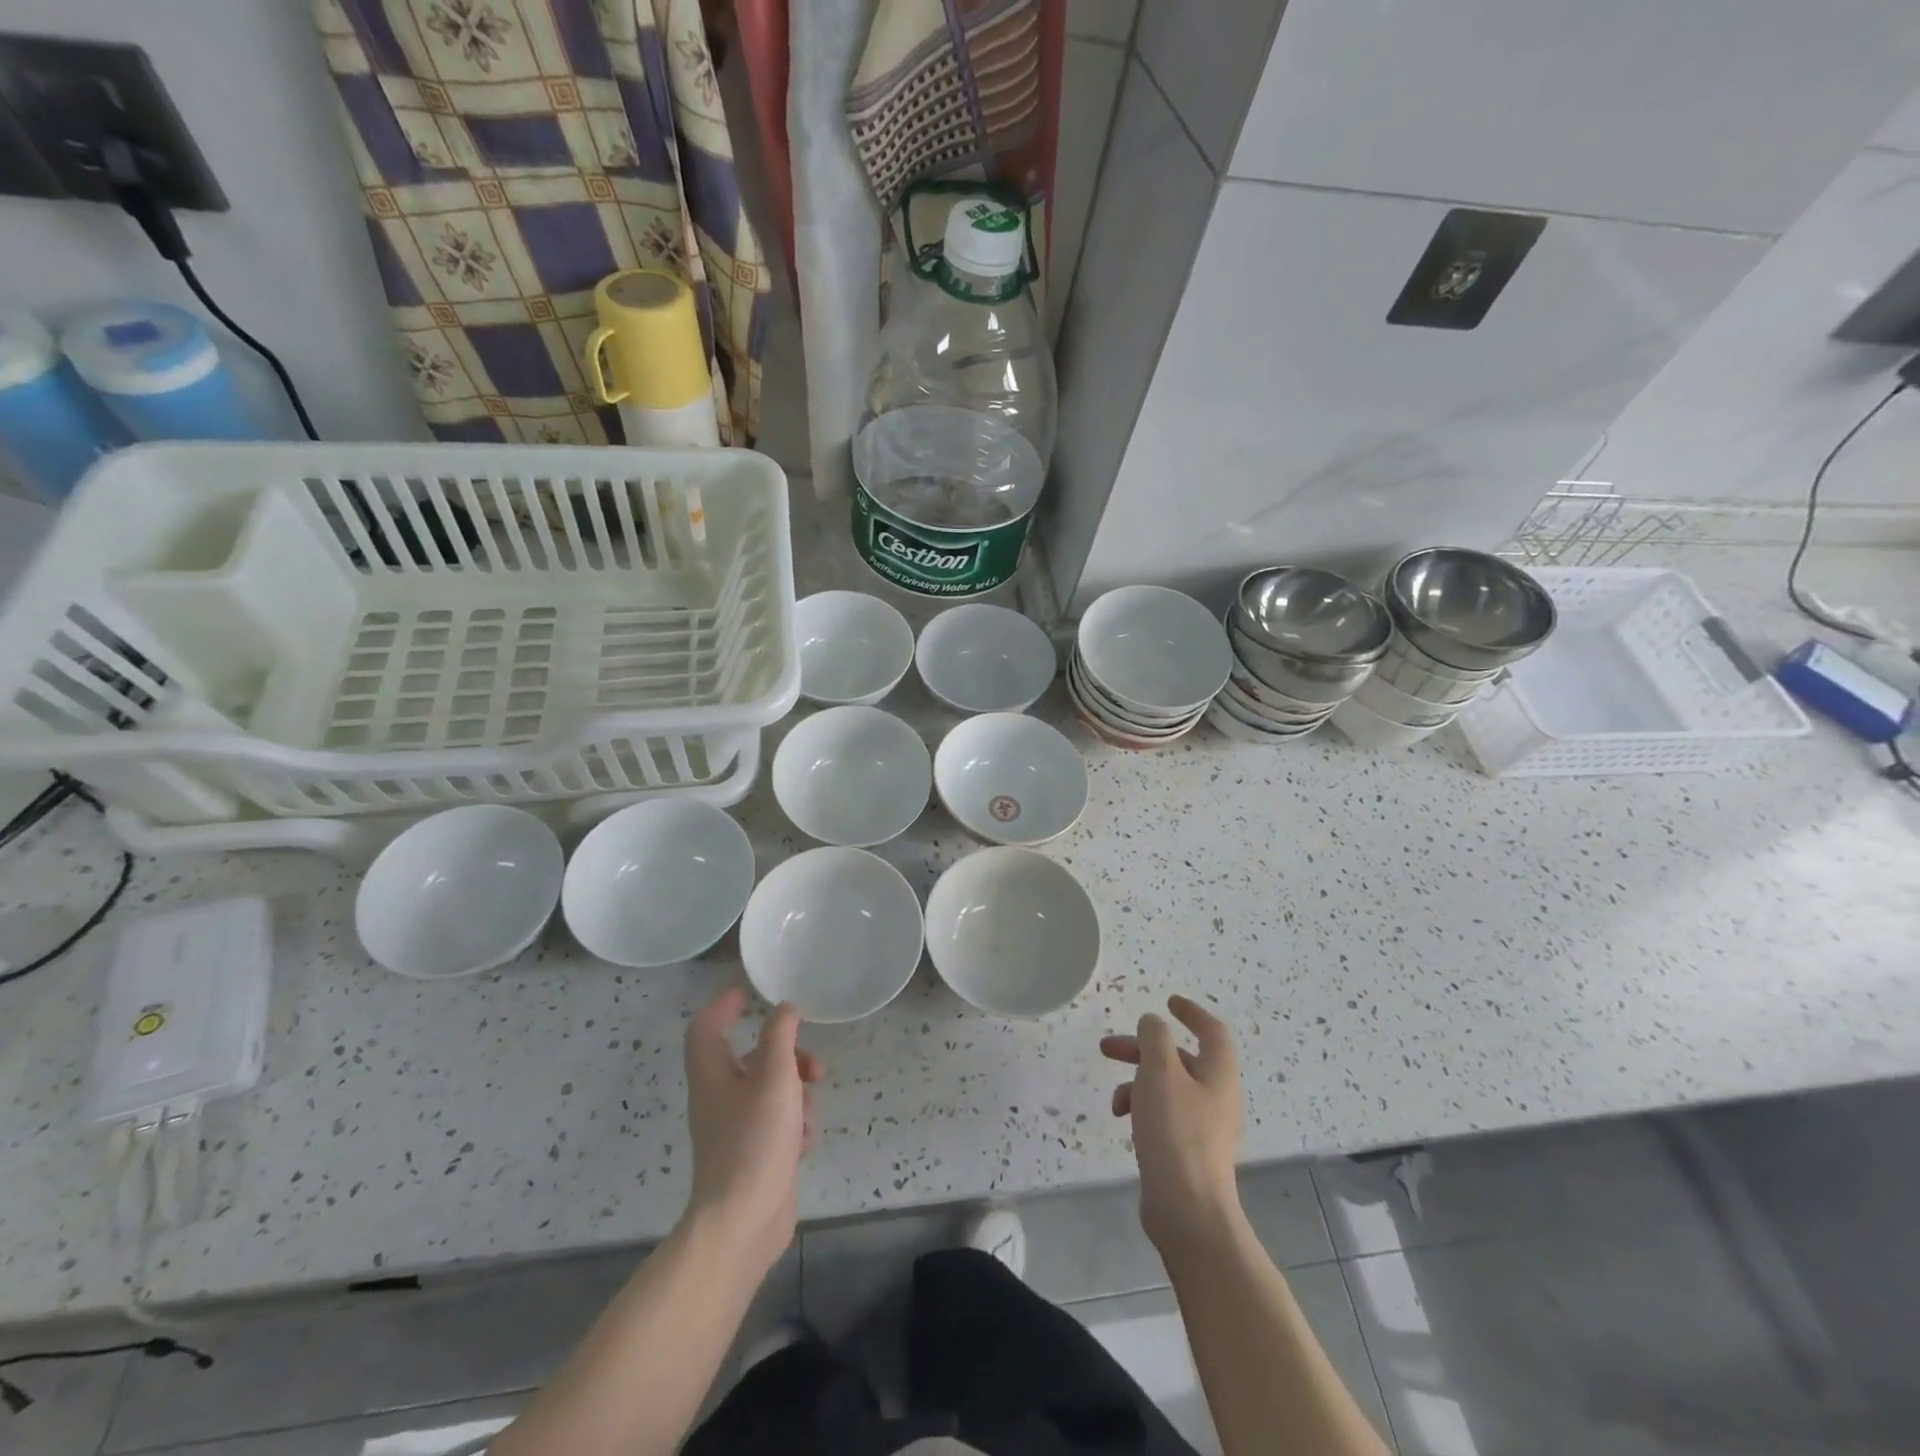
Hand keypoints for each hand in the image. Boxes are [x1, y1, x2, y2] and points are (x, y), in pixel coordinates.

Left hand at [682, 990, 821, 1273]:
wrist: (742, 1223)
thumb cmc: (754, 1140)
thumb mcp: (774, 1076)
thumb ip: (781, 1036)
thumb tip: (785, 1008)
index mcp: (713, 1076)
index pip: (705, 1030)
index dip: (721, 1008)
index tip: (745, 995)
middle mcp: (719, 1100)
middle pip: (749, 1061)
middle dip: (786, 1056)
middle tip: (813, 1065)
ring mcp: (735, 1131)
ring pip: (769, 1092)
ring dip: (796, 1092)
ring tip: (812, 1110)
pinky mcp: (753, 1157)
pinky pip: (776, 1125)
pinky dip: (794, 1124)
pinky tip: (807, 1141)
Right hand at [1101, 995, 1243, 1250]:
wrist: (1188, 1210)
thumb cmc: (1175, 1132)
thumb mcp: (1159, 1072)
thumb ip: (1154, 1039)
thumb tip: (1153, 1023)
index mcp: (1218, 1073)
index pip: (1212, 1031)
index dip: (1191, 1013)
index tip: (1167, 1002)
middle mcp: (1216, 1096)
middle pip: (1179, 1059)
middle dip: (1142, 1049)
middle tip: (1107, 1048)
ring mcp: (1204, 1127)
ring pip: (1167, 1087)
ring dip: (1137, 1081)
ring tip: (1114, 1100)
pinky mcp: (1188, 1151)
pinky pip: (1164, 1115)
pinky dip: (1142, 1109)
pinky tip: (1124, 1123)